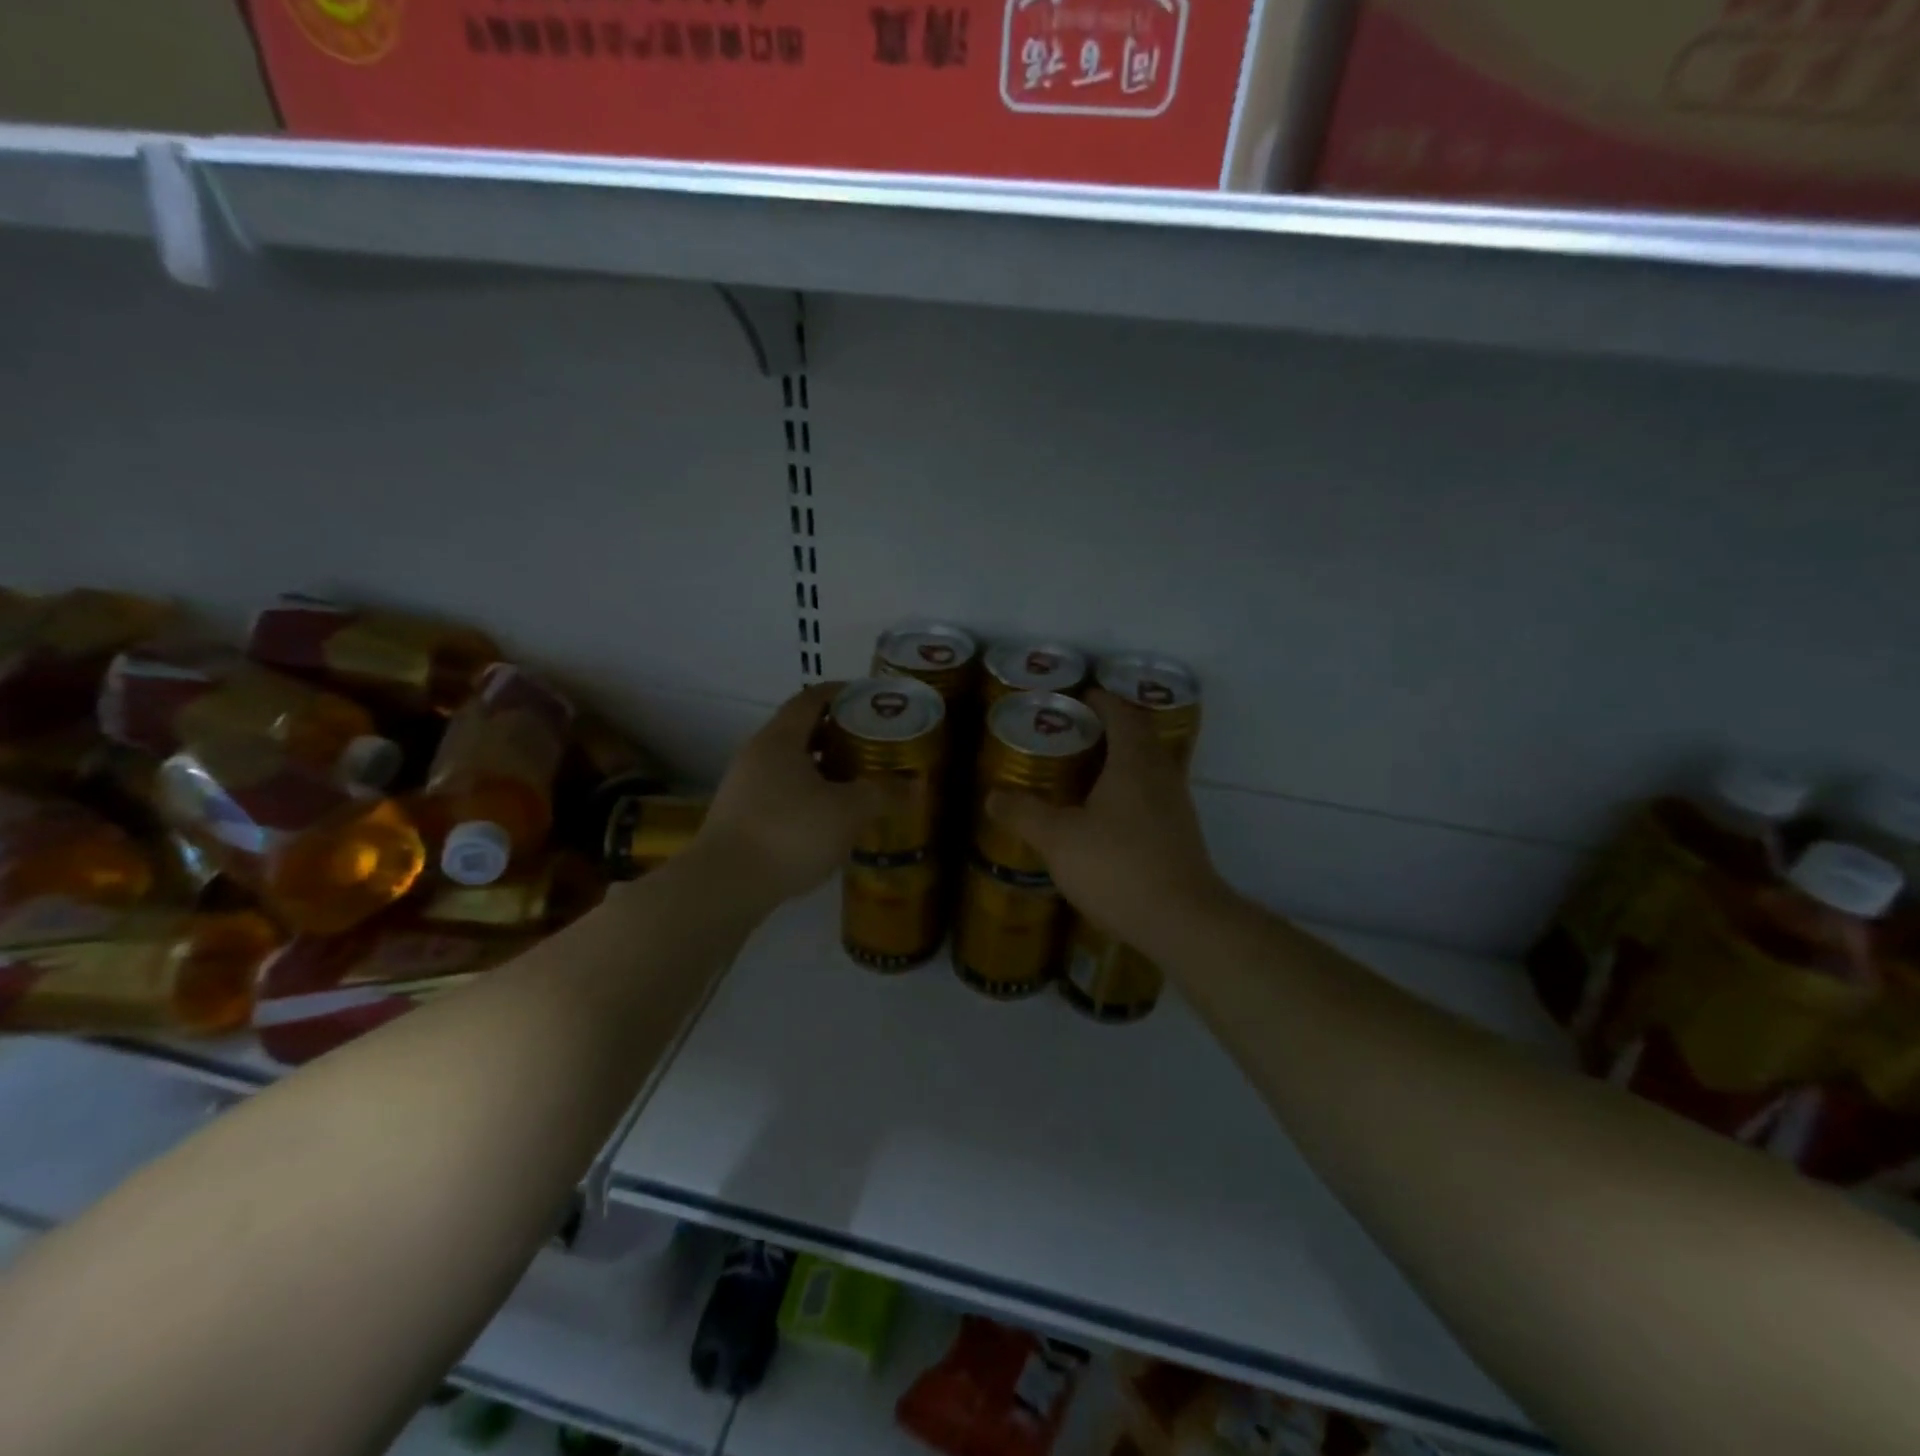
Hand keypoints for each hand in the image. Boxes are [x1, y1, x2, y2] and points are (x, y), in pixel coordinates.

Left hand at [695, 684, 888, 905]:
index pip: (811, 699)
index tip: (868, 697)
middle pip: (800, 731)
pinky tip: (829, 817)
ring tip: (856, 781)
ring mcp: (744, 787)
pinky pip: (780, 792)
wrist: (725, 886)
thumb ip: (883, 794)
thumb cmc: (790, 833)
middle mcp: (757, 754)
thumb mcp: (848, 812)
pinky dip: (807, 793)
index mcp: (781, 739)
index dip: (841, 693)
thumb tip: (914, 785)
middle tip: (872, 743)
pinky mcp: (740, 817)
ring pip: (790, 765)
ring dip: (822, 767)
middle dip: (837, 734)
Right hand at [985, 690, 1231, 953]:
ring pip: (1149, 766)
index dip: (1100, 700)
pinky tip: (1106, 816)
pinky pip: (1154, 794)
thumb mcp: (1059, 840)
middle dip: (1110, 727)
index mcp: (1134, 762)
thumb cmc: (1118, 867)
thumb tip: (993, 796)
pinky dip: (1130, 789)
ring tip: (1085, 771)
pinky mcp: (1180, 834)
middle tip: (1073, 734)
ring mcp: (1176, 805)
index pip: (1121, 713)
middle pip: (1139, 735)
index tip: (1077, 699)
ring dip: (1121, 759)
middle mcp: (1161, 774)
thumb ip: (1024, 814)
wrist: (1182, 921)